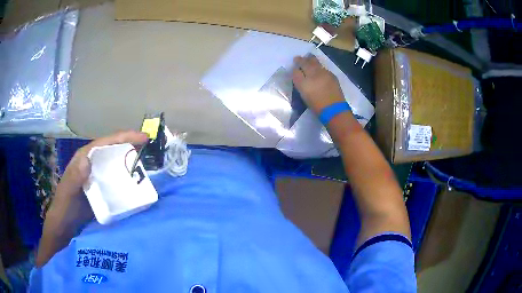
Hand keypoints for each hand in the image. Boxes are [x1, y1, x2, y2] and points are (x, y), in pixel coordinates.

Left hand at [37, 131, 147, 266]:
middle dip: (131, 146)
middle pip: (113, 150)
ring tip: (149, 164)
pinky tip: (138, 185)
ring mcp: (98, 178)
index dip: (124, 137)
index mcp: (84, 159)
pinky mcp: (103, 190)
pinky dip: (128, 180)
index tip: (143, 137)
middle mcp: (92, 165)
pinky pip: (117, 181)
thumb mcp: (67, 193)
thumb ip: (74, 178)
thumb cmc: (64, 208)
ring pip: (116, 164)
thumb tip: (88, 159)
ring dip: (131, 162)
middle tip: (151, 149)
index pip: (105, 143)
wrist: (65, 228)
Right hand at [292, 55, 344, 113]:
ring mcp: (325, 74)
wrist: (334, 109)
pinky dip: (319, 68)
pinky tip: (319, 70)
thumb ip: (299, 81)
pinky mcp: (332, 76)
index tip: (295, 63)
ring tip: (309, 60)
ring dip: (311, 61)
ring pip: (316, 63)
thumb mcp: (304, 94)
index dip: (296, 64)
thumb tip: (297, 72)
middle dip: (303, 60)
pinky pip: (323, 68)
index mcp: (306, 79)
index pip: (298, 68)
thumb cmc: (317, 105)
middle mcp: (315, 73)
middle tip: (300, 58)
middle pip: (308, 62)